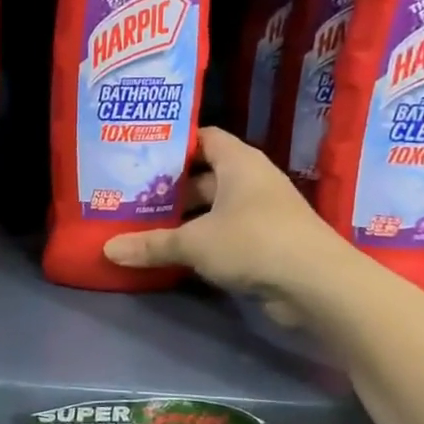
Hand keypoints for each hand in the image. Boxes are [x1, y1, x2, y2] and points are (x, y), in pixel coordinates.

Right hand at [102, 127, 350, 324]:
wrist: (316, 285)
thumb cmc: (253, 242)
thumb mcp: (194, 243)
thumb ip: (151, 244)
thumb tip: (108, 249)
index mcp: (239, 163)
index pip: (204, 138)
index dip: (175, 144)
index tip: (141, 153)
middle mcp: (251, 182)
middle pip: (204, 176)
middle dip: (171, 187)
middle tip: (131, 194)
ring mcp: (260, 214)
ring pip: (213, 209)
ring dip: (184, 218)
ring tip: (143, 223)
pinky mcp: (264, 244)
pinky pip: (223, 234)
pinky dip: (201, 241)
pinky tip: (172, 252)